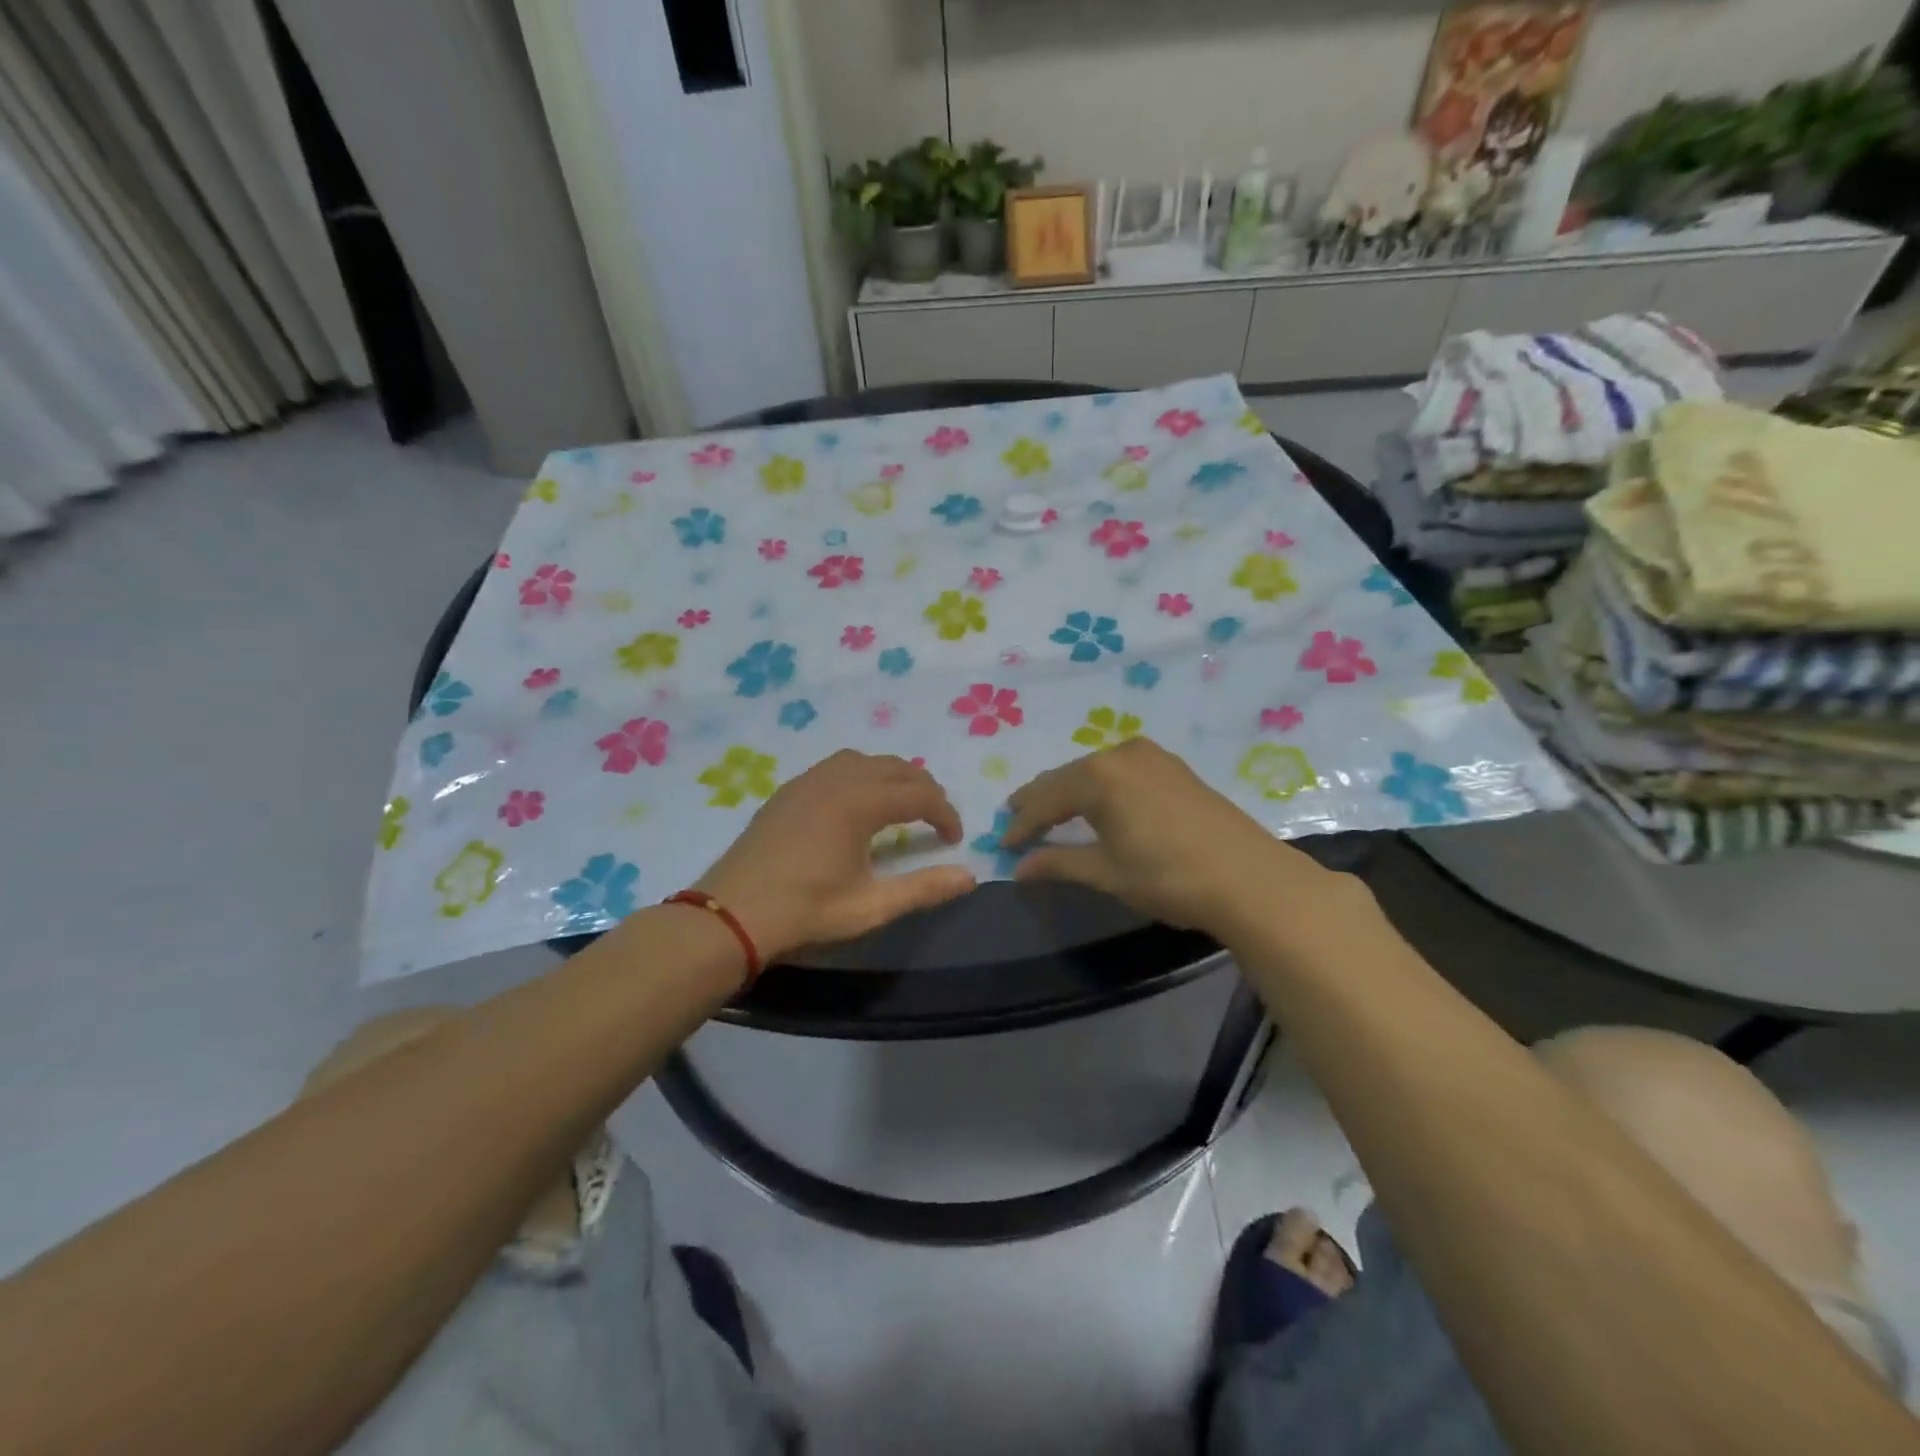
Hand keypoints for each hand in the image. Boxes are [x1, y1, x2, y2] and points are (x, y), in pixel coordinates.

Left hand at [694, 750, 976, 961]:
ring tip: (901, 805)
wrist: (732, 913)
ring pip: (864, 761)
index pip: (919, 794)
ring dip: (891, 776)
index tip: (954, 839)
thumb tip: (969, 877)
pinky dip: (862, 775)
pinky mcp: (788, 791)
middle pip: (895, 768)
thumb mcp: (870, 907)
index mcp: (860, 803)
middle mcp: (837, 780)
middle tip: (935, 820)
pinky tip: (857, 805)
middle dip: (924, 789)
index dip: (944, 813)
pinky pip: (836, 766)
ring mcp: (808, 781)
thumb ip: (923, 888)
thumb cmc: (805, 911)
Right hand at [1002, 738, 1337, 936]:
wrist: (1249, 878)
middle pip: (1067, 777)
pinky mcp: (1174, 767)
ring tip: (1050, 810)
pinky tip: (1097, 801)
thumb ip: (1059, 864)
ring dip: (1070, 791)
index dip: (1022, 824)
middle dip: (1040, 801)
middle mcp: (1120, 754)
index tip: (1003, 846)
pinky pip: (1120, 770)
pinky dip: (1100, 786)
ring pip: (1094, 771)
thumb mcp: (1107, 873)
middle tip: (1017, 819)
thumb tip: (1018, 869)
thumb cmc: (1168, 877)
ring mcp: (1151, 756)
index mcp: (1098, 777)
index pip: (1045, 799)